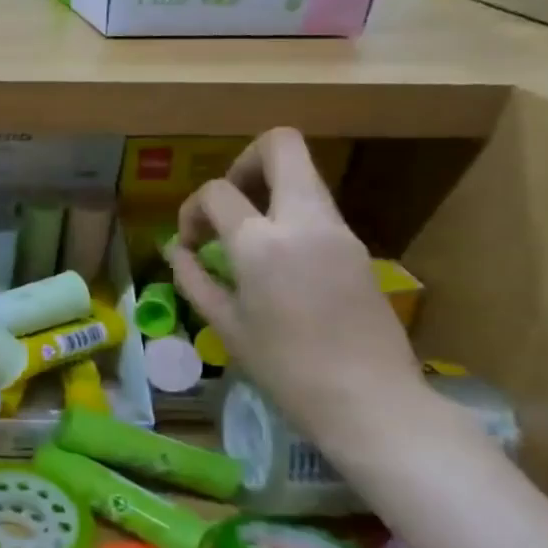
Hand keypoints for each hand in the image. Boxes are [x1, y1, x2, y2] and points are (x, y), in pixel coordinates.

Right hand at [165, 128, 424, 441]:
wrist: (370, 402)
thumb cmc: (285, 368)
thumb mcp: (225, 325)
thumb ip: (193, 278)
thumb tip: (177, 250)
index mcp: (261, 243)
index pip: (217, 191)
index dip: (192, 209)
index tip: (190, 244)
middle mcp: (304, 221)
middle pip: (281, 146)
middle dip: (244, 161)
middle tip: (228, 202)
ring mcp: (338, 230)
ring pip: (303, 175)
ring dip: (268, 190)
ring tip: (246, 236)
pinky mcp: (357, 247)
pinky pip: (316, 209)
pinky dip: (288, 216)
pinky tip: (275, 261)